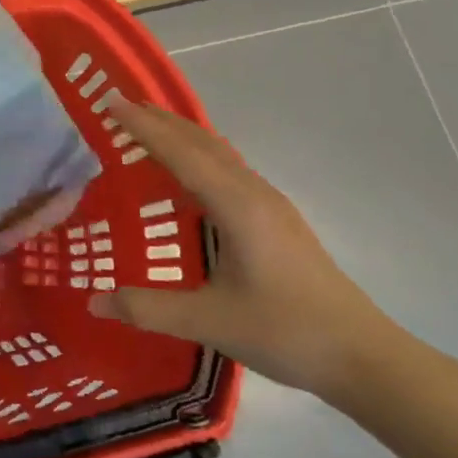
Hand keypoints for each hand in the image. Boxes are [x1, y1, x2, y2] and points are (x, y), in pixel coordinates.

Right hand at [87, 100, 404, 399]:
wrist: (364, 357)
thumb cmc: (286, 332)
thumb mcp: (209, 322)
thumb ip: (148, 309)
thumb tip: (94, 302)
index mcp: (237, 206)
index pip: (181, 153)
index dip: (143, 126)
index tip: (110, 100)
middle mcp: (254, 194)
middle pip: (201, 143)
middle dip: (160, 120)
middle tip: (120, 103)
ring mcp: (270, 205)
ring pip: (219, 153)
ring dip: (181, 134)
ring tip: (147, 126)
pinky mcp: (277, 221)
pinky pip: (229, 169)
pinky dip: (199, 155)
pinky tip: (189, 173)